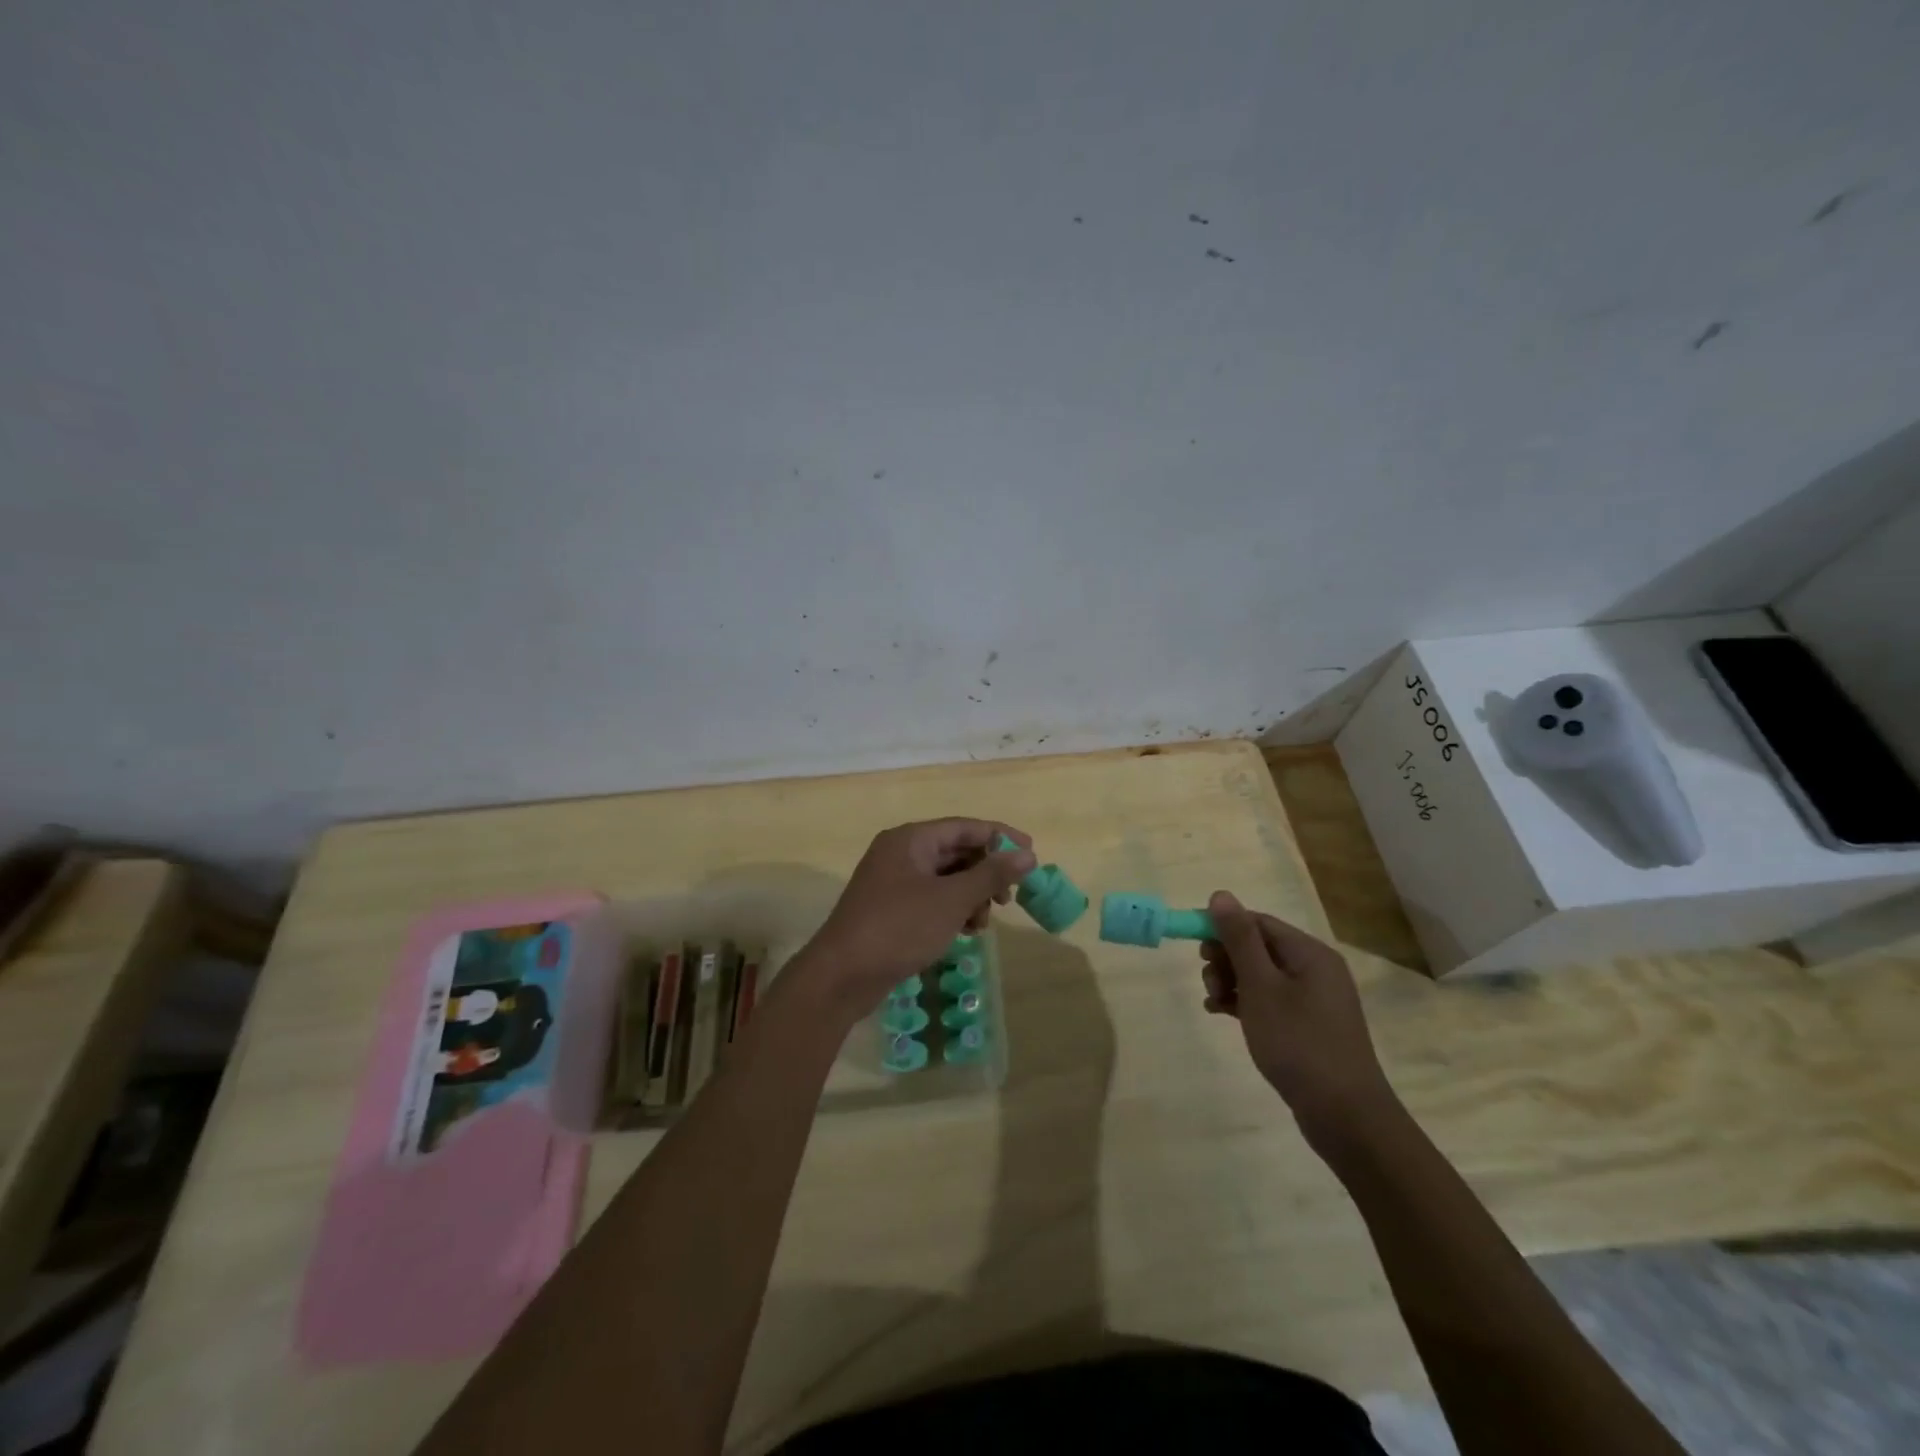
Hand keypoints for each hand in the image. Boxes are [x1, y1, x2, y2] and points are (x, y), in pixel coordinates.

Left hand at [799, 820, 1035, 1015]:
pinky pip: (932, 899)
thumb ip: (991, 874)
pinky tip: (965, 932)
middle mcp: (900, 853)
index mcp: (911, 839)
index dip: (1000, 838)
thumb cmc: (899, 928)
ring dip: (971, 896)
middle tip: (1009, 898)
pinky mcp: (891, 909)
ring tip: (982, 923)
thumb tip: (1027, 854)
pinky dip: (952, 910)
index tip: (1031, 855)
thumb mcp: (952, 900)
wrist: (842, 976)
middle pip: (955, 851)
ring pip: (945, 878)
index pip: (965, 827)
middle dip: (986, 873)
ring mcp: (893, 882)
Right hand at [1199, 892, 1396, 1147]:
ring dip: (1231, 981)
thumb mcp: (1261, 986)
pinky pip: (1269, 1000)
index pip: (1258, 922)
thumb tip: (1220, 895)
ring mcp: (1314, 1000)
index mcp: (1310, 953)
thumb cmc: (1298, 1043)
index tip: (1194, 948)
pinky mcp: (1308, 1026)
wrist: (1345, 1116)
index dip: (1223, 928)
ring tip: (1213, 1002)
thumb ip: (1239, 939)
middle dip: (1226, 958)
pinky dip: (1244, 1002)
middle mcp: (1315, 969)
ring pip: (1261, 975)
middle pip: (1259, 947)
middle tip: (1207, 981)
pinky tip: (1220, 1013)